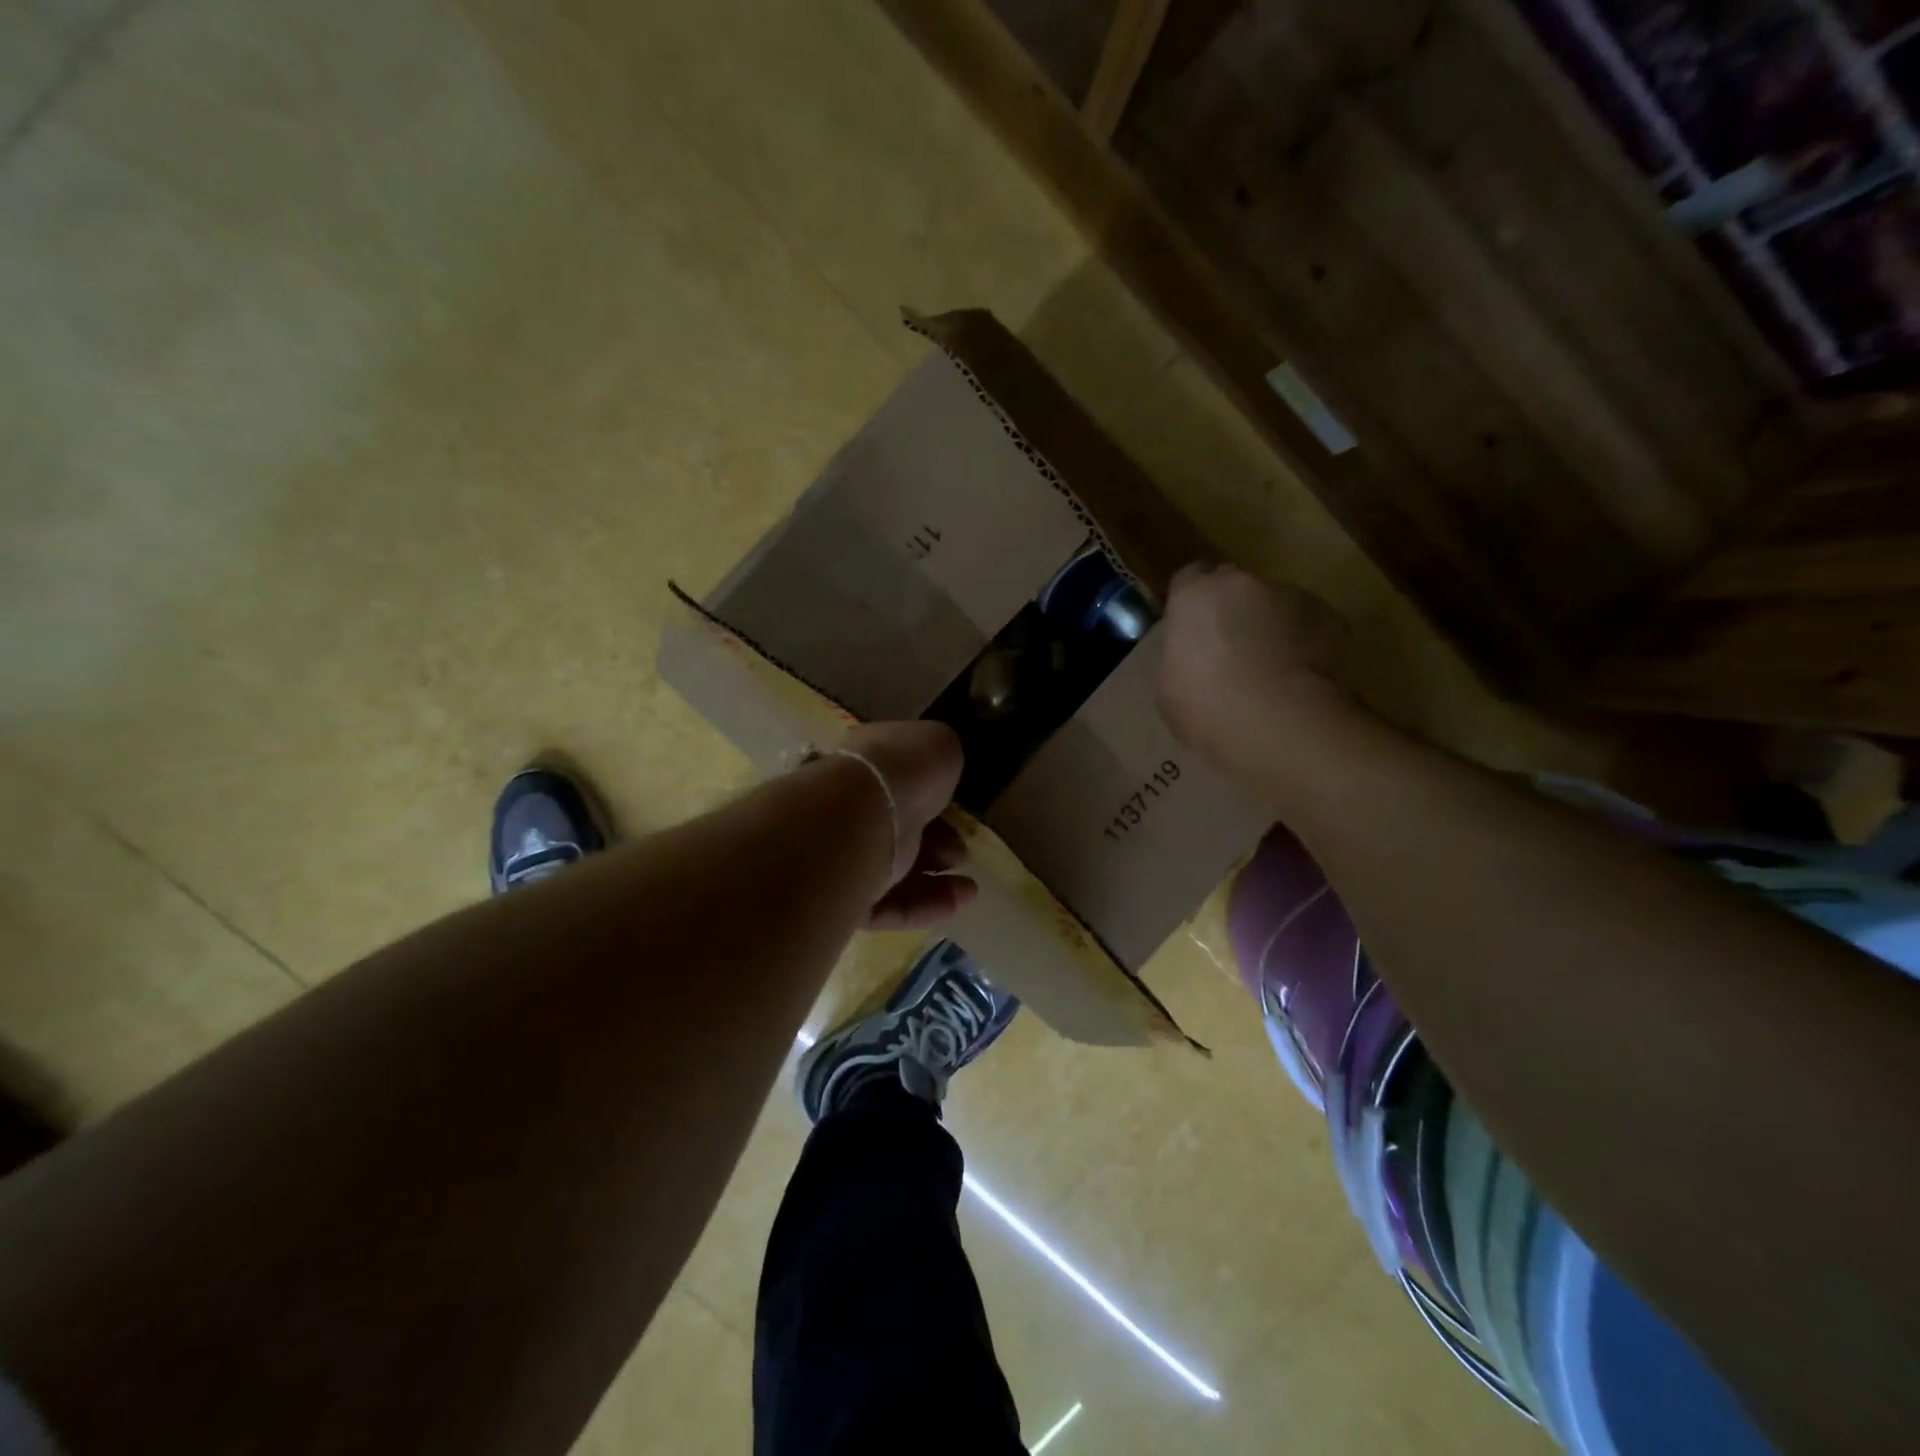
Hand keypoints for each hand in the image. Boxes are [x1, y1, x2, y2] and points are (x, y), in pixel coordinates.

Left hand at [835, 721, 977, 930]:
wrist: (862, 813)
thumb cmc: (902, 769)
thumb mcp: (937, 743)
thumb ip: (941, 756)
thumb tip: (939, 767)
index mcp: (867, 767)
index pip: (899, 787)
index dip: (933, 801)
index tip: (959, 812)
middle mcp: (851, 809)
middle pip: (899, 833)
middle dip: (937, 846)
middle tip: (960, 854)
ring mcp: (845, 855)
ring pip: (894, 874)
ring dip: (936, 883)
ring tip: (969, 889)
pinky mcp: (844, 897)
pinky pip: (886, 906)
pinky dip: (922, 907)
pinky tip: (956, 903)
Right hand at [1155, 563, 1345, 769]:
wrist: (1276, 720)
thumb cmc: (1205, 705)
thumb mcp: (1168, 685)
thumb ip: (1177, 655)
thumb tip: (1187, 653)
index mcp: (1193, 596)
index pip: (1189, 578)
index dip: (1192, 602)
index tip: (1193, 627)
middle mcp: (1239, 583)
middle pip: (1234, 585)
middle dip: (1231, 607)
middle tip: (1230, 647)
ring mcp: (1288, 595)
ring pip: (1275, 601)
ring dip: (1270, 623)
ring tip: (1272, 665)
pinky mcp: (1327, 615)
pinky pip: (1311, 623)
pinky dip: (1305, 640)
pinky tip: (1301, 673)